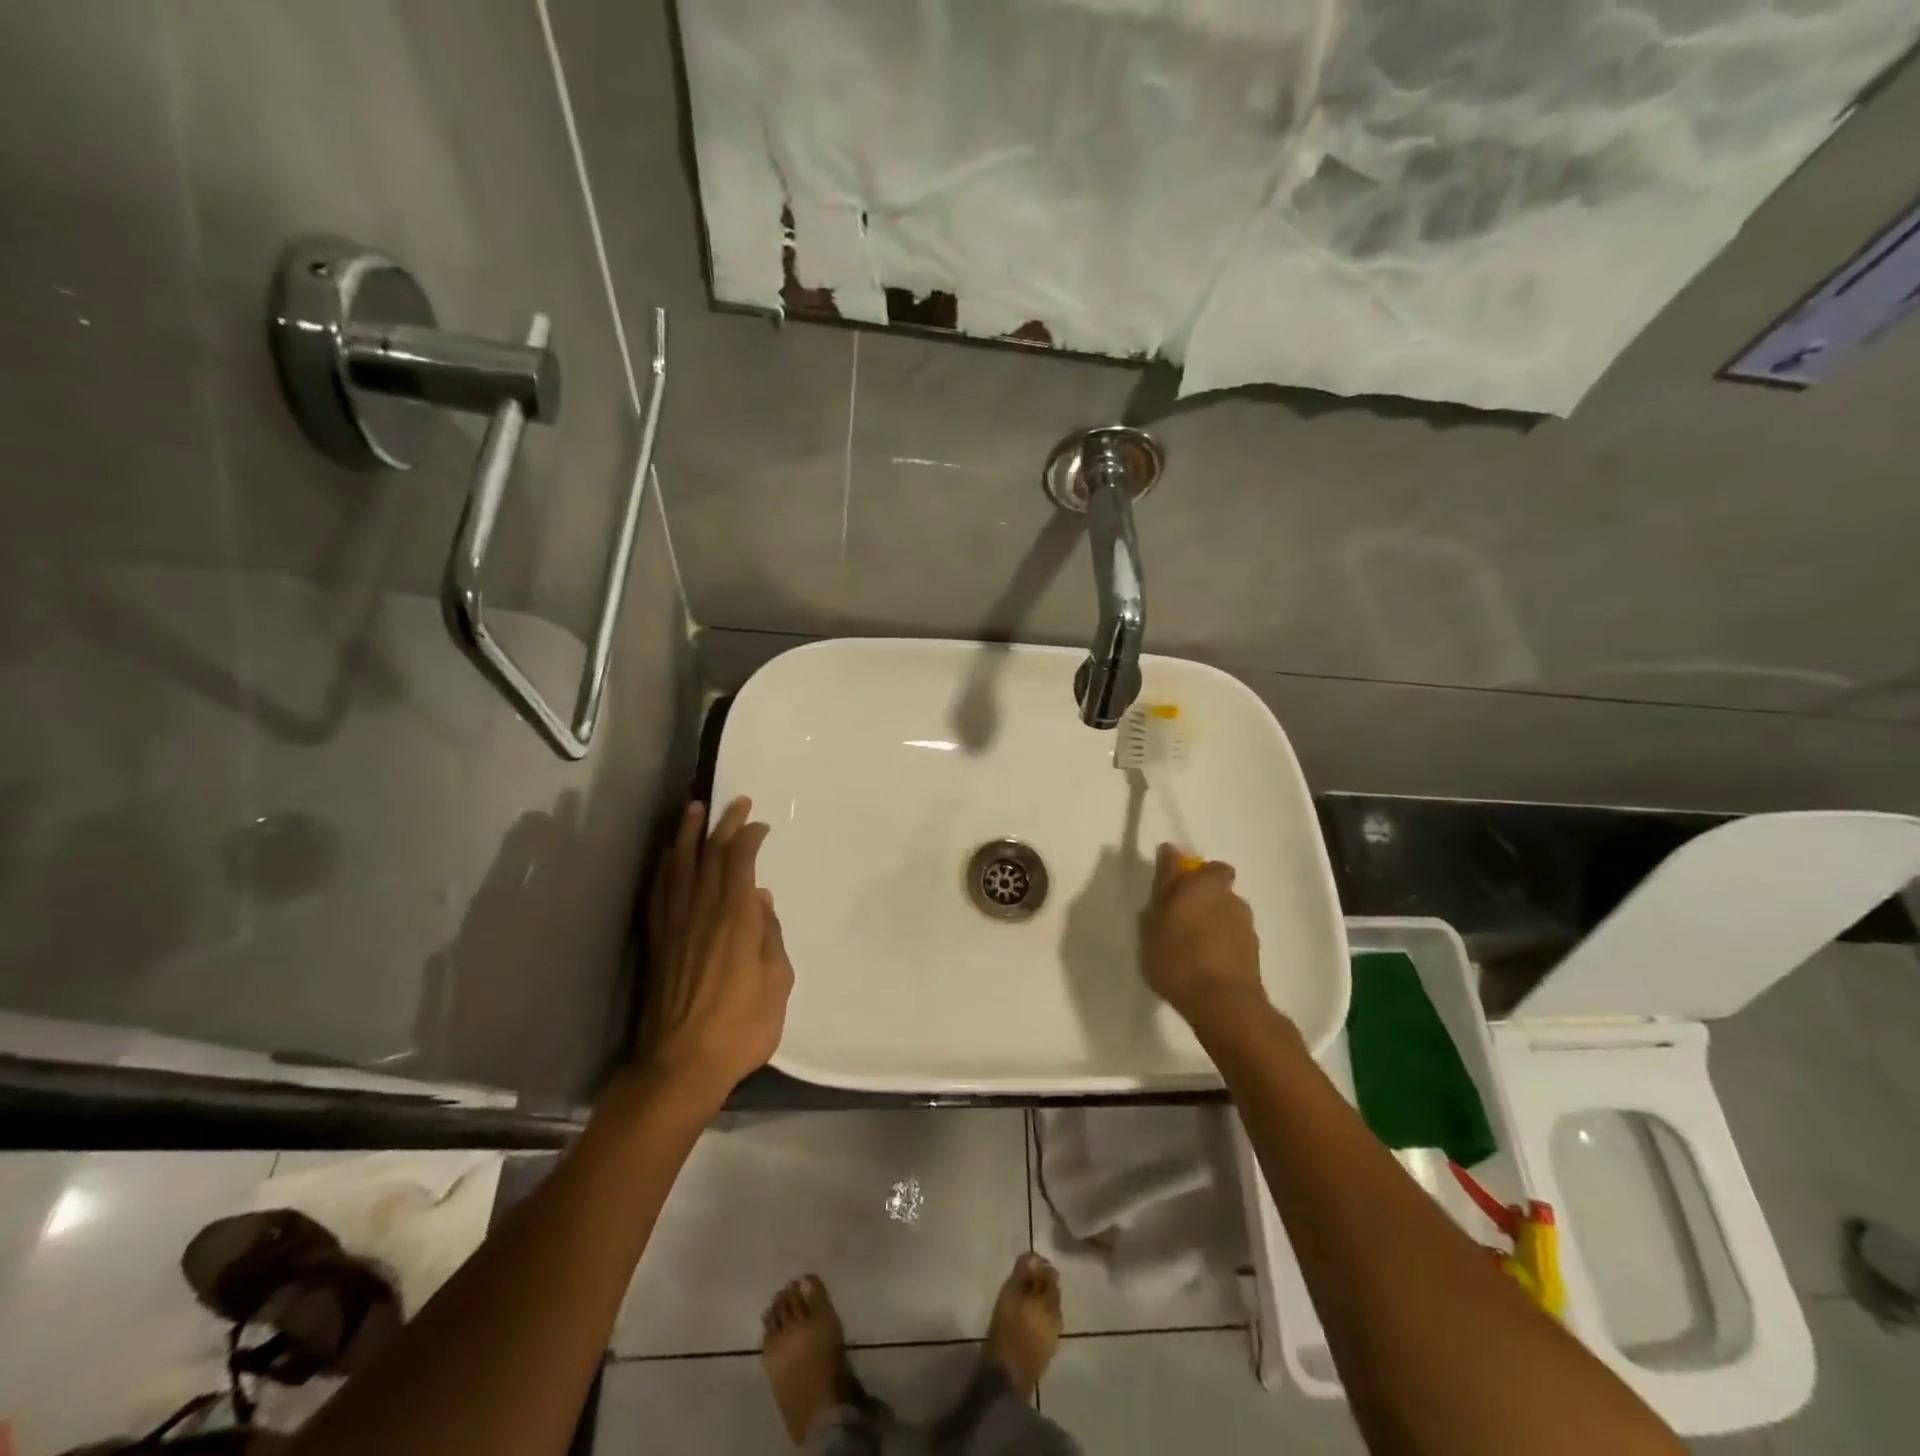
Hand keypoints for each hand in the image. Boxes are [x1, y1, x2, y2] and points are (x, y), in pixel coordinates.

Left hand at [639, 797, 792, 1107]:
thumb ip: (771, 937)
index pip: (740, 862)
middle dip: (723, 824)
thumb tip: (761, 901)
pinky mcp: (656, 941)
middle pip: (710, 855)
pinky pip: (658, 892)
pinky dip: (663, 868)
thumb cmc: (740, 1028)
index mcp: (736, 919)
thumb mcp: (778, 983)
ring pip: (679, 866)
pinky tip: (666, 857)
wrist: (680, 1065)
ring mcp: (674, 925)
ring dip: (687, 835)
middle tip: (734, 801)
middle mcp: (702, 911)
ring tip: (693, 809)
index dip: (750, 837)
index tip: (760, 824)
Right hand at [1139, 843, 1269, 1031]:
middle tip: (1177, 916)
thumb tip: (1170, 855)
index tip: (1168, 884)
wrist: (1223, 1004)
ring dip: (1212, 919)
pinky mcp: (1254, 950)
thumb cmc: (1178, 957)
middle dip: (1200, 895)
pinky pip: (1232, 935)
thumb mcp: (1152, 923)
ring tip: (1191, 944)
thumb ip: (1162, 887)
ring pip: (1226, 910)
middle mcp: (1229, 896)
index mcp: (1204, 883)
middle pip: (1215, 885)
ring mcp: (1245, 923)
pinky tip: (1205, 961)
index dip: (1183, 870)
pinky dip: (1220, 941)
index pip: (1197, 862)